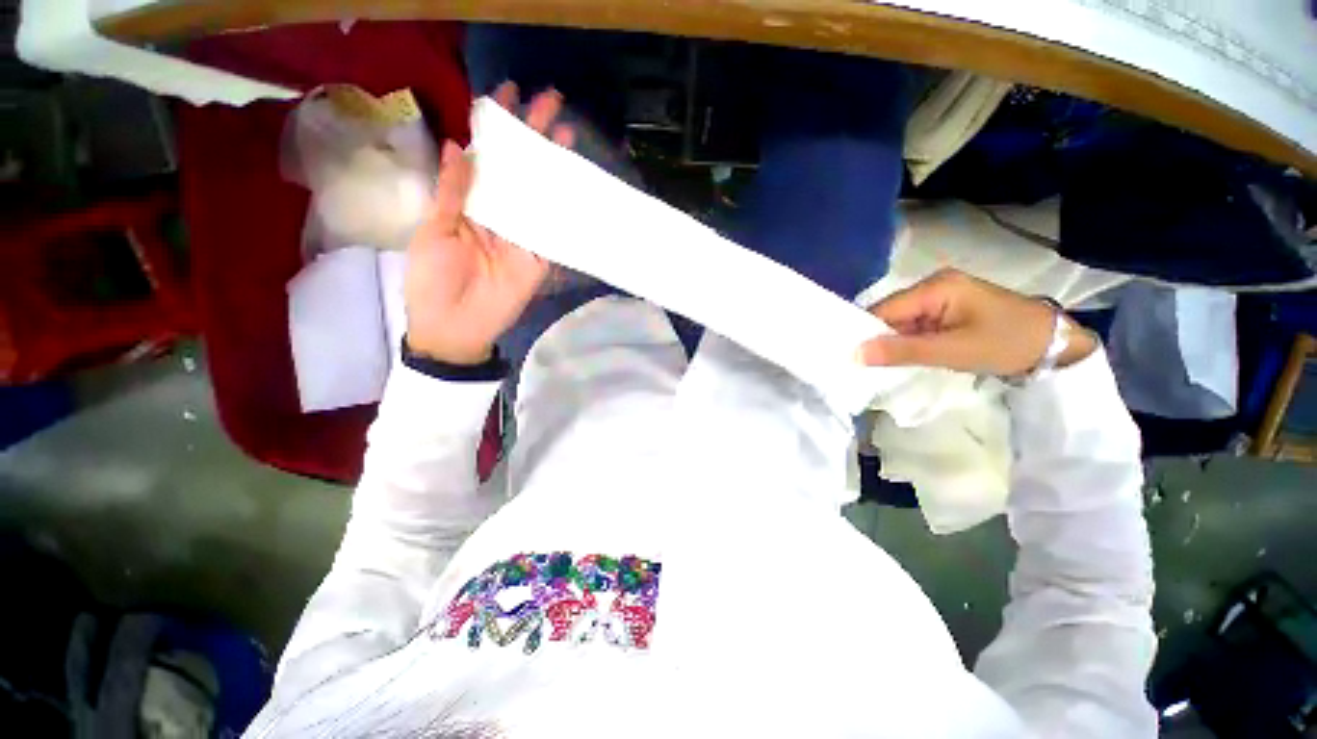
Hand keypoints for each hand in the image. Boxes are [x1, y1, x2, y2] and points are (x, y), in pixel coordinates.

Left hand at [404, 83, 575, 364]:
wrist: (456, 326)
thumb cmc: (433, 279)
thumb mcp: (434, 230)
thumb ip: (452, 192)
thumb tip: (456, 146)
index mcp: (470, 202)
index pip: (487, 157)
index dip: (496, 127)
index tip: (508, 94)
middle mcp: (500, 212)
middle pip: (519, 170)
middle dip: (533, 136)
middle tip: (550, 102)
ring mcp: (524, 234)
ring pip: (541, 194)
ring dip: (553, 166)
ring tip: (566, 134)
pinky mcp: (541, 256)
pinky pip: (554, 230)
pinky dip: (567, 209)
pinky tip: (576, 184)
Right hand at [857, 269, 1097, 376]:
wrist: (1057, 346)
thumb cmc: (1008, 343)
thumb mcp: (954, 350)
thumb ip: (902, 351)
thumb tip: (855, 354)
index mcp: (935, 287)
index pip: (884, 308)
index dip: (862, 331)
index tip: (845, 355)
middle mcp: (933, 287)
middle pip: (890, 314)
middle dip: (876, 339)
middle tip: (856, 365)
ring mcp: (940, 299)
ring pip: (900, 323)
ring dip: (890, 343)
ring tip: (872, 366)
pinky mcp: (946, 312)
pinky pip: (914, 328)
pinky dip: (905, 344)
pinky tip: (897, 359)